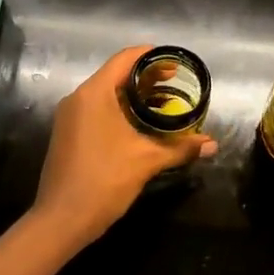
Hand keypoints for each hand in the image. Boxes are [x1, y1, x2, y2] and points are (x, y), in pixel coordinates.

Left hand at [32, 45, 214, 245]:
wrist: (62, 219)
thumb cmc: (104, 181)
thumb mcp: (147, 161)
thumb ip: (180, 148)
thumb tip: (212, 145)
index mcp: (94, 94)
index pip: (125, 59)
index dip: (151, 55)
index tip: (174, 60)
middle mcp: (78, 98)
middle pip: (116, 75)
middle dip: (146, 77)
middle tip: (176, 82)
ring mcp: (69, 117)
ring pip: (106, 95)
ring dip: (134, 96)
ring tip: (163, 104)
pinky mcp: (68, 134)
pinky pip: (97, 111)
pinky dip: (120, 111)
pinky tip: (140, 126)